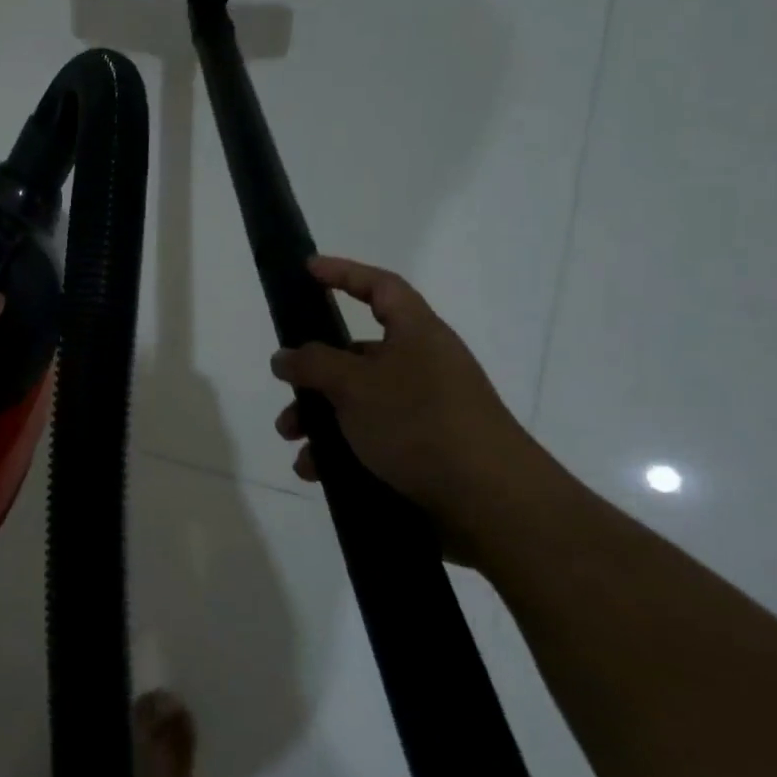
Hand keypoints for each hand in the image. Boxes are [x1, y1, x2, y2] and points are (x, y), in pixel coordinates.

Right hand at [270, 256, 543, 564]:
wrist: (493, 506)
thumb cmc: (421, 425)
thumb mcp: (355, 385)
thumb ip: (312, 364)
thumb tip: (283, 356)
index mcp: (416, 336)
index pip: (381, 288)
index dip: (344, 273)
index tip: (307, 270)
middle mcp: (422, 367)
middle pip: (355, 356)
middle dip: (312, 376)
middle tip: (285, 394)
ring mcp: (424, 412)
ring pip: (356, 404)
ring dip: (318, 421)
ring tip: (295, 445)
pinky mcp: (422, 453)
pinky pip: (368, 442)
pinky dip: (339, 453)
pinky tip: (316, 473)